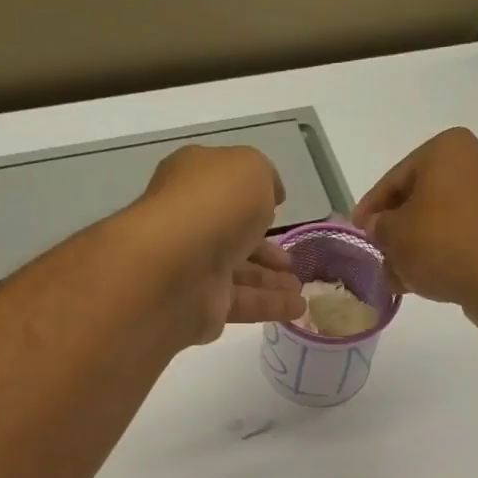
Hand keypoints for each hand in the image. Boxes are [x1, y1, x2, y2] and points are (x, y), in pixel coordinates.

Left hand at [125, 144, 304, 344]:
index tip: (279, 205)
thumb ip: (264, 177)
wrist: (176, 268)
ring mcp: (193, 267)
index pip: (223, 186)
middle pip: (232, 235)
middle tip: (289, 259)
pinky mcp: (202, 306)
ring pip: (239, 272)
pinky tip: (298, 308)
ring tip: (300, 286)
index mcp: (193, 182)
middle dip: (263, 248)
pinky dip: (271, 305)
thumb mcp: (249, 169)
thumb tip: (272, 194)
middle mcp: (190, 224)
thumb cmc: (213, 205)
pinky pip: (243, 303)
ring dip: (271, 279)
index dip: (251, 194)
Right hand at [353, 128, 477, 329]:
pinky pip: (465, 235)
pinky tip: (425, 280)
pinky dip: (443, 253)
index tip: (356, 232)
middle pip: (421, 197)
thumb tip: (380, 227)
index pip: (395, 178)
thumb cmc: (445, 245)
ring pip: (442, 219)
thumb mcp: (395, 235)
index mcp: (448, 149)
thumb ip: (379, 227)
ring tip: (398, 277)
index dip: (370, 208)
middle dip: (397, 229)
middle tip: (379, 255)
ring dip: (418, 246)